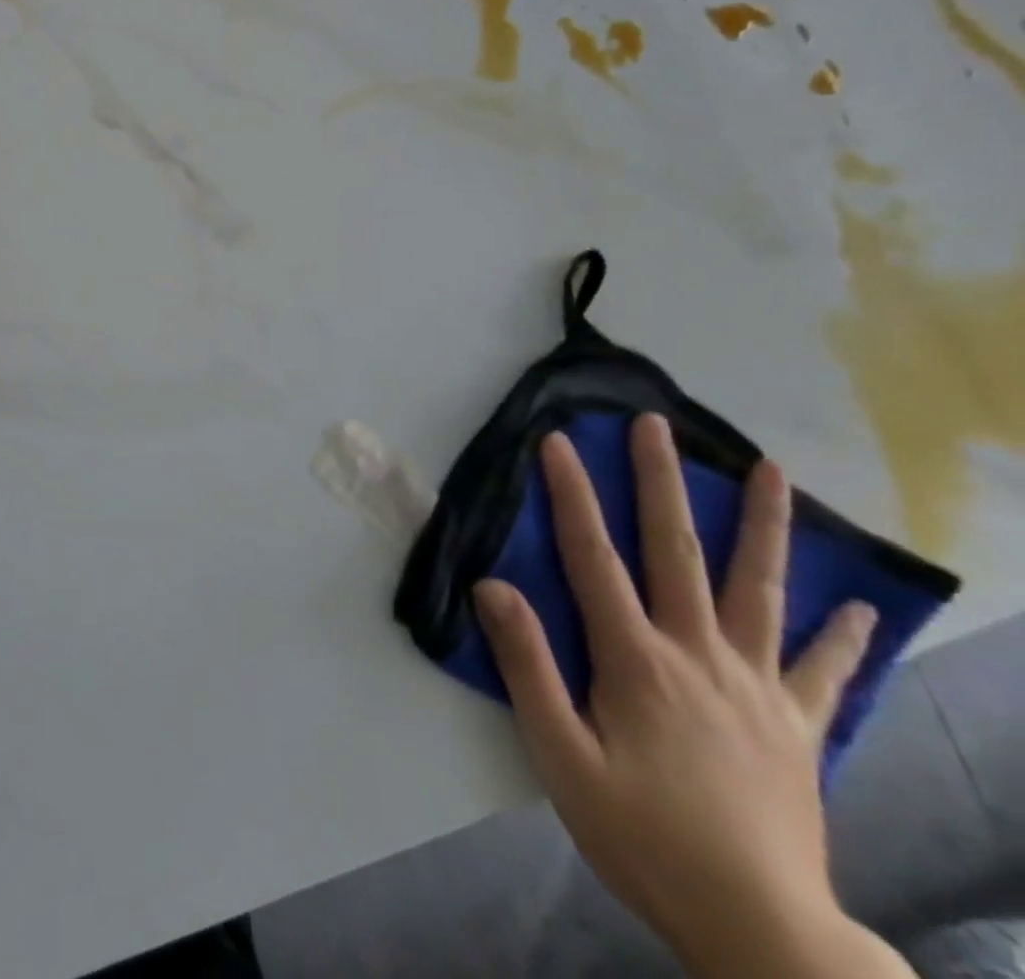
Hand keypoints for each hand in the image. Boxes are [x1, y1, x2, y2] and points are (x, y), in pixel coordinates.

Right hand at [474, 415, 899, 978]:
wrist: (763, 932)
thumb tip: (494, 586)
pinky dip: (843, 637)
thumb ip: (527, 666)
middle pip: (676, 552)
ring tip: (773, 471)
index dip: (573, 496)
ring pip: (760, 591)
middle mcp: (699, 656)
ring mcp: (757, 688)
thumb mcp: (560, 756)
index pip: (594, 558)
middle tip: (658, 425)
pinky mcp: (798, 727)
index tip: (560, 443)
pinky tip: (861, 608)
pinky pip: (823, 672)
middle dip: (663, 482)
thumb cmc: (643, 837)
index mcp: (637, 661)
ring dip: (764, 527)